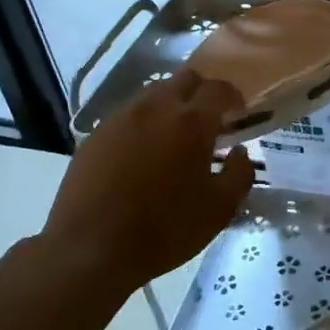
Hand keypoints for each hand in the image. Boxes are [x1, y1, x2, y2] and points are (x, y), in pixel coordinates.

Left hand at [40, 70, 253, 291]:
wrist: (90, 250)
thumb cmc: (165, 229)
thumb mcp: (220, 209)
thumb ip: (240, 174)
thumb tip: (238, 152)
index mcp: (191, 122)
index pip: (219, 89)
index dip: (233, 97)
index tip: (238, 114)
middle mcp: (156, 108)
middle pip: (185, 79)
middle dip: (201, 93)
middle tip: (208, 121)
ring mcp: (121, 118)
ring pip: (153, 94)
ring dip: (170, 106)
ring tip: (174, 137)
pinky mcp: (95, 135)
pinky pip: (127, 115)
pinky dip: (143, 124)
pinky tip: (142, 154)